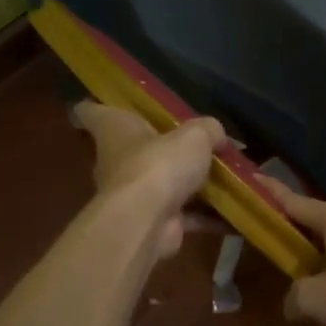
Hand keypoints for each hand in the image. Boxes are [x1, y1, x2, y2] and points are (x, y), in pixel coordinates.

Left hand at [73, 101, 226, 258]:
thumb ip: (208, 130)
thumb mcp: (194, 136)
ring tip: (225, 178)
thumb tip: (217, 136)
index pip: (91, 112)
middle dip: (162, 149)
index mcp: (115, 130)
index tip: (112, 104)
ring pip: (163, 184)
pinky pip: (184, 216)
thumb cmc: (159, 164)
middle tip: (195, 143)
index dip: (98, 106)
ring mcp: (133, 195)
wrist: (146, 222)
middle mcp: (117, 161)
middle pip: (134, 149)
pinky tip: (234, 214)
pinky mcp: (153, 222)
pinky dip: (207, 216)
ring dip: (190, 185)